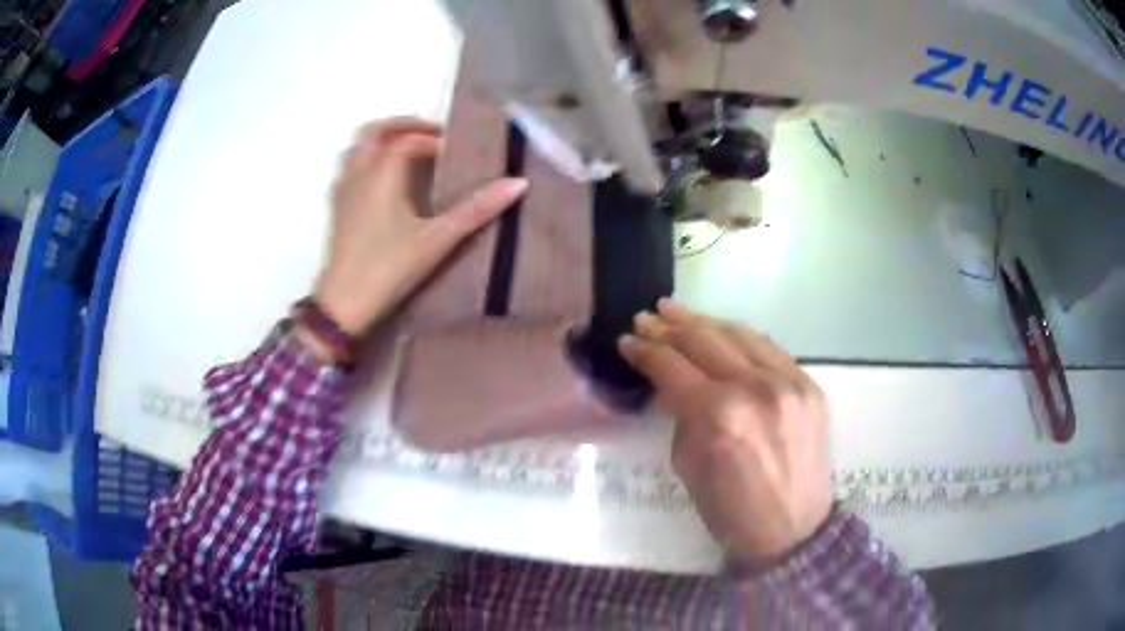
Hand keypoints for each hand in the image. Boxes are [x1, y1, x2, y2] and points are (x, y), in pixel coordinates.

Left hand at [315, 117, 528, 334]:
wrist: (343, 305)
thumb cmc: (389, 269)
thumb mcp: (437, 240)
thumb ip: (476, 210)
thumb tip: (518, 183)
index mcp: (382, 174)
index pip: (408, 141)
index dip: (433, 140)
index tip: (454, 152)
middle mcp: (358, 174)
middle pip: (374, 131)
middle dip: (403, 126)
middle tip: (430, 134)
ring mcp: (342, 191)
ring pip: (357, 147)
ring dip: (382, 140)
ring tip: (406, 150)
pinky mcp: (336, 208)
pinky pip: (349, 167)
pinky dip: (367, 159)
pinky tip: (382, 180)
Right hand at [618, 300, 833, 563]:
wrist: (794, 531)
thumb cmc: (731, 513)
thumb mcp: (688, 468)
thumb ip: (680, 417)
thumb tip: (672, 387)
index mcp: (719, 415)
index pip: (673, 367)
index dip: (645, 351)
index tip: (626, 341)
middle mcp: (755, 388)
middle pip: (704, 341)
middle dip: (669, 327)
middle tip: (646, 318)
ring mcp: (788, 382)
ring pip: (739, 335)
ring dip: (704, 321)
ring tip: (677, 311)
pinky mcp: (809, 385)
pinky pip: (769, 349)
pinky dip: (740, 337)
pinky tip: (722, 331)